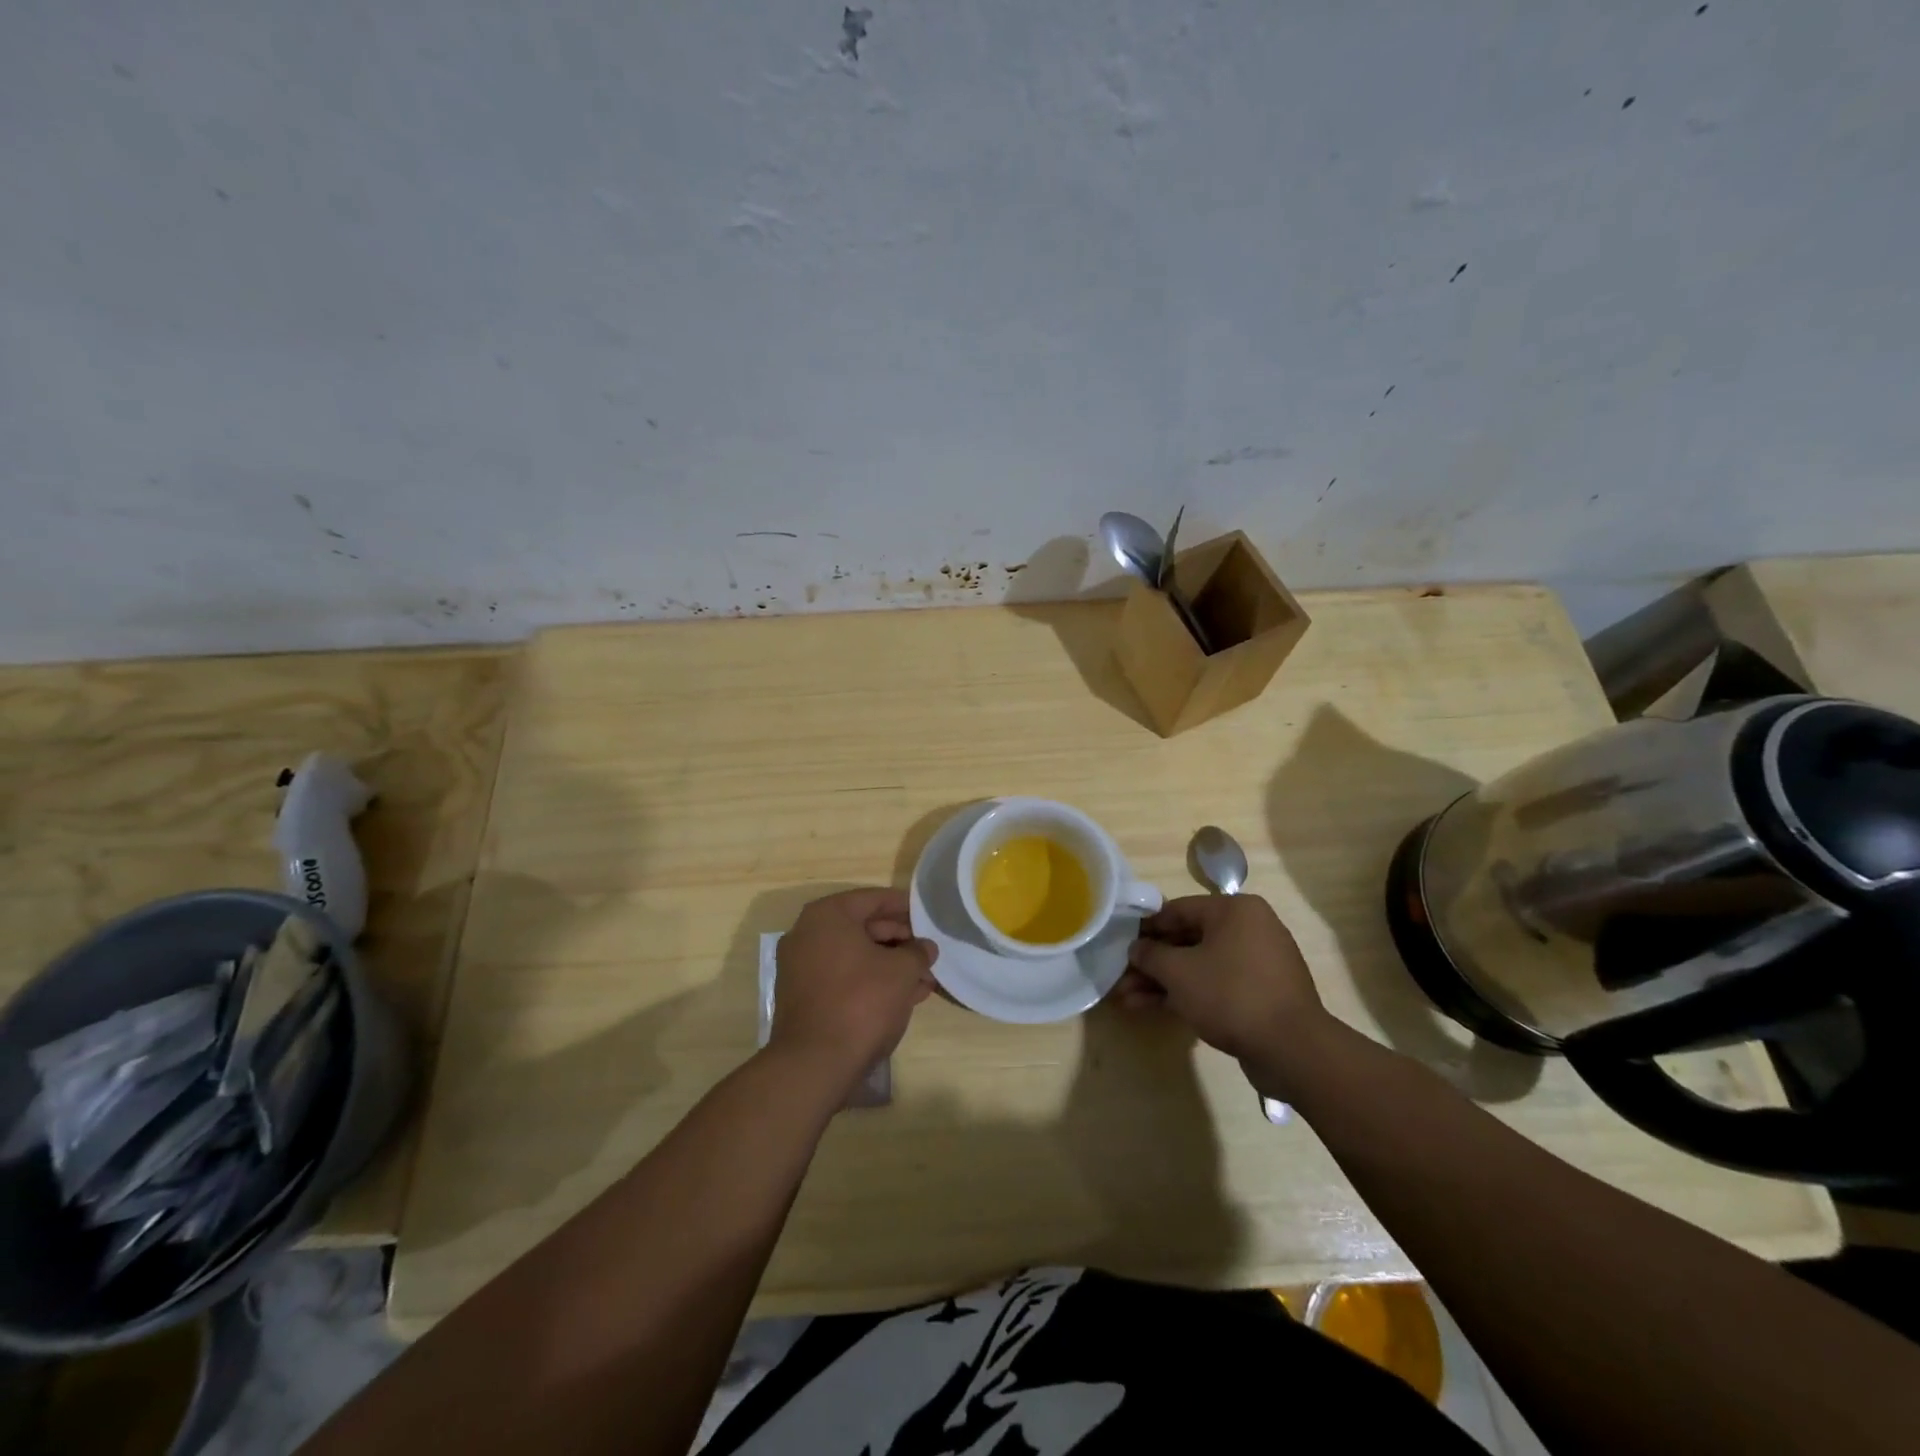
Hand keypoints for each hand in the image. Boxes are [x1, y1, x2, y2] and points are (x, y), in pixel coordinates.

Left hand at [771, 889, 937, 1092]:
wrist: (815, 1064)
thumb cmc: (861, 1001)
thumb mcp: (901, 971)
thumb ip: (917, 952)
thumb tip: (925, 948)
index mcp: (827, 916)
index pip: (873, 899)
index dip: (904, 906)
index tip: (928, 915)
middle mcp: (808, 935)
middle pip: (863, 927)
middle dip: (900, 941)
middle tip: (929, 952)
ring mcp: (801, 968)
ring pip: (855, 957)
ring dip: (890, 965)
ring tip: (924, 979)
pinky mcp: (804, 998)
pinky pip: (844, 979)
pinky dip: (871, 982)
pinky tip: (903, 997)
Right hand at [1120, 894, 1330, 1079]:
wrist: (1292, 1050)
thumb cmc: (1231, 995)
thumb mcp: (1179, 972)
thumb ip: (1151, 955)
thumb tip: (1136, 949)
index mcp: (1235, 910)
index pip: (1178, 909)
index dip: (1145, 927)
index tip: (1119, 941)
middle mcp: (1250, 929)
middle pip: (1188, 939)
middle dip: (1152, 962)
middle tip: (1120, 976)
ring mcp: (1257, 963)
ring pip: (1199, 965)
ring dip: (1163, 981)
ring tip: (1128, 999)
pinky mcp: (1260, 994)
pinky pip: (1216, 984)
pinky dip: (1187, 994)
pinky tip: (1153, 1008)